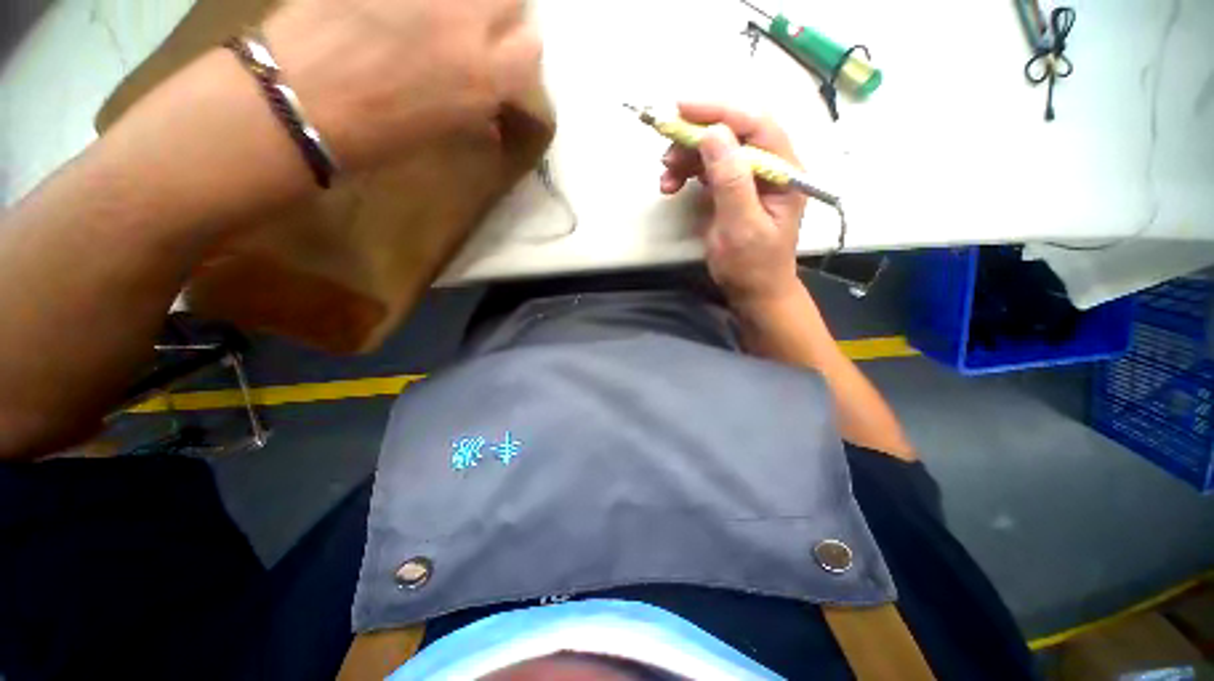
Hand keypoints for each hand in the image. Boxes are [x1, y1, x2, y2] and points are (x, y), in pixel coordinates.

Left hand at [263, 0, 541, 170]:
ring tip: (446, 19)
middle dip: (506, 21)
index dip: (523, 67)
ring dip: (473, 3)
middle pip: (514, 4)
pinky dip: (424, 1)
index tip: (510, 79)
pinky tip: (409, 12)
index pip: (533, 59)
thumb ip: (476, 112)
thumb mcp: (443, 133)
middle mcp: (465, 24)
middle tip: (481, 36)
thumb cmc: (375, 135)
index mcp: (483, 78)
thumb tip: (491, 112)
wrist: (298, 99)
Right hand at [660, 103, 806, 308]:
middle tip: (665, 149)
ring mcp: (748, 177)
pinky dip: (686, 171)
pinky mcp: (731, 189)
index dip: (720, 111)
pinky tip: (671, 184)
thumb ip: (731, 181)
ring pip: (715, 149)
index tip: (682, 108)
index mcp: (783, 171)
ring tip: (665, 177)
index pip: (755, 125)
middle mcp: (768, 167)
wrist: (752, 291)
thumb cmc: (752, 265)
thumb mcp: (742, 227)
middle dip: (696, 136)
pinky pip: (707, 168)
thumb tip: (714, 134)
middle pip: (732, 132)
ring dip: (686, 157)